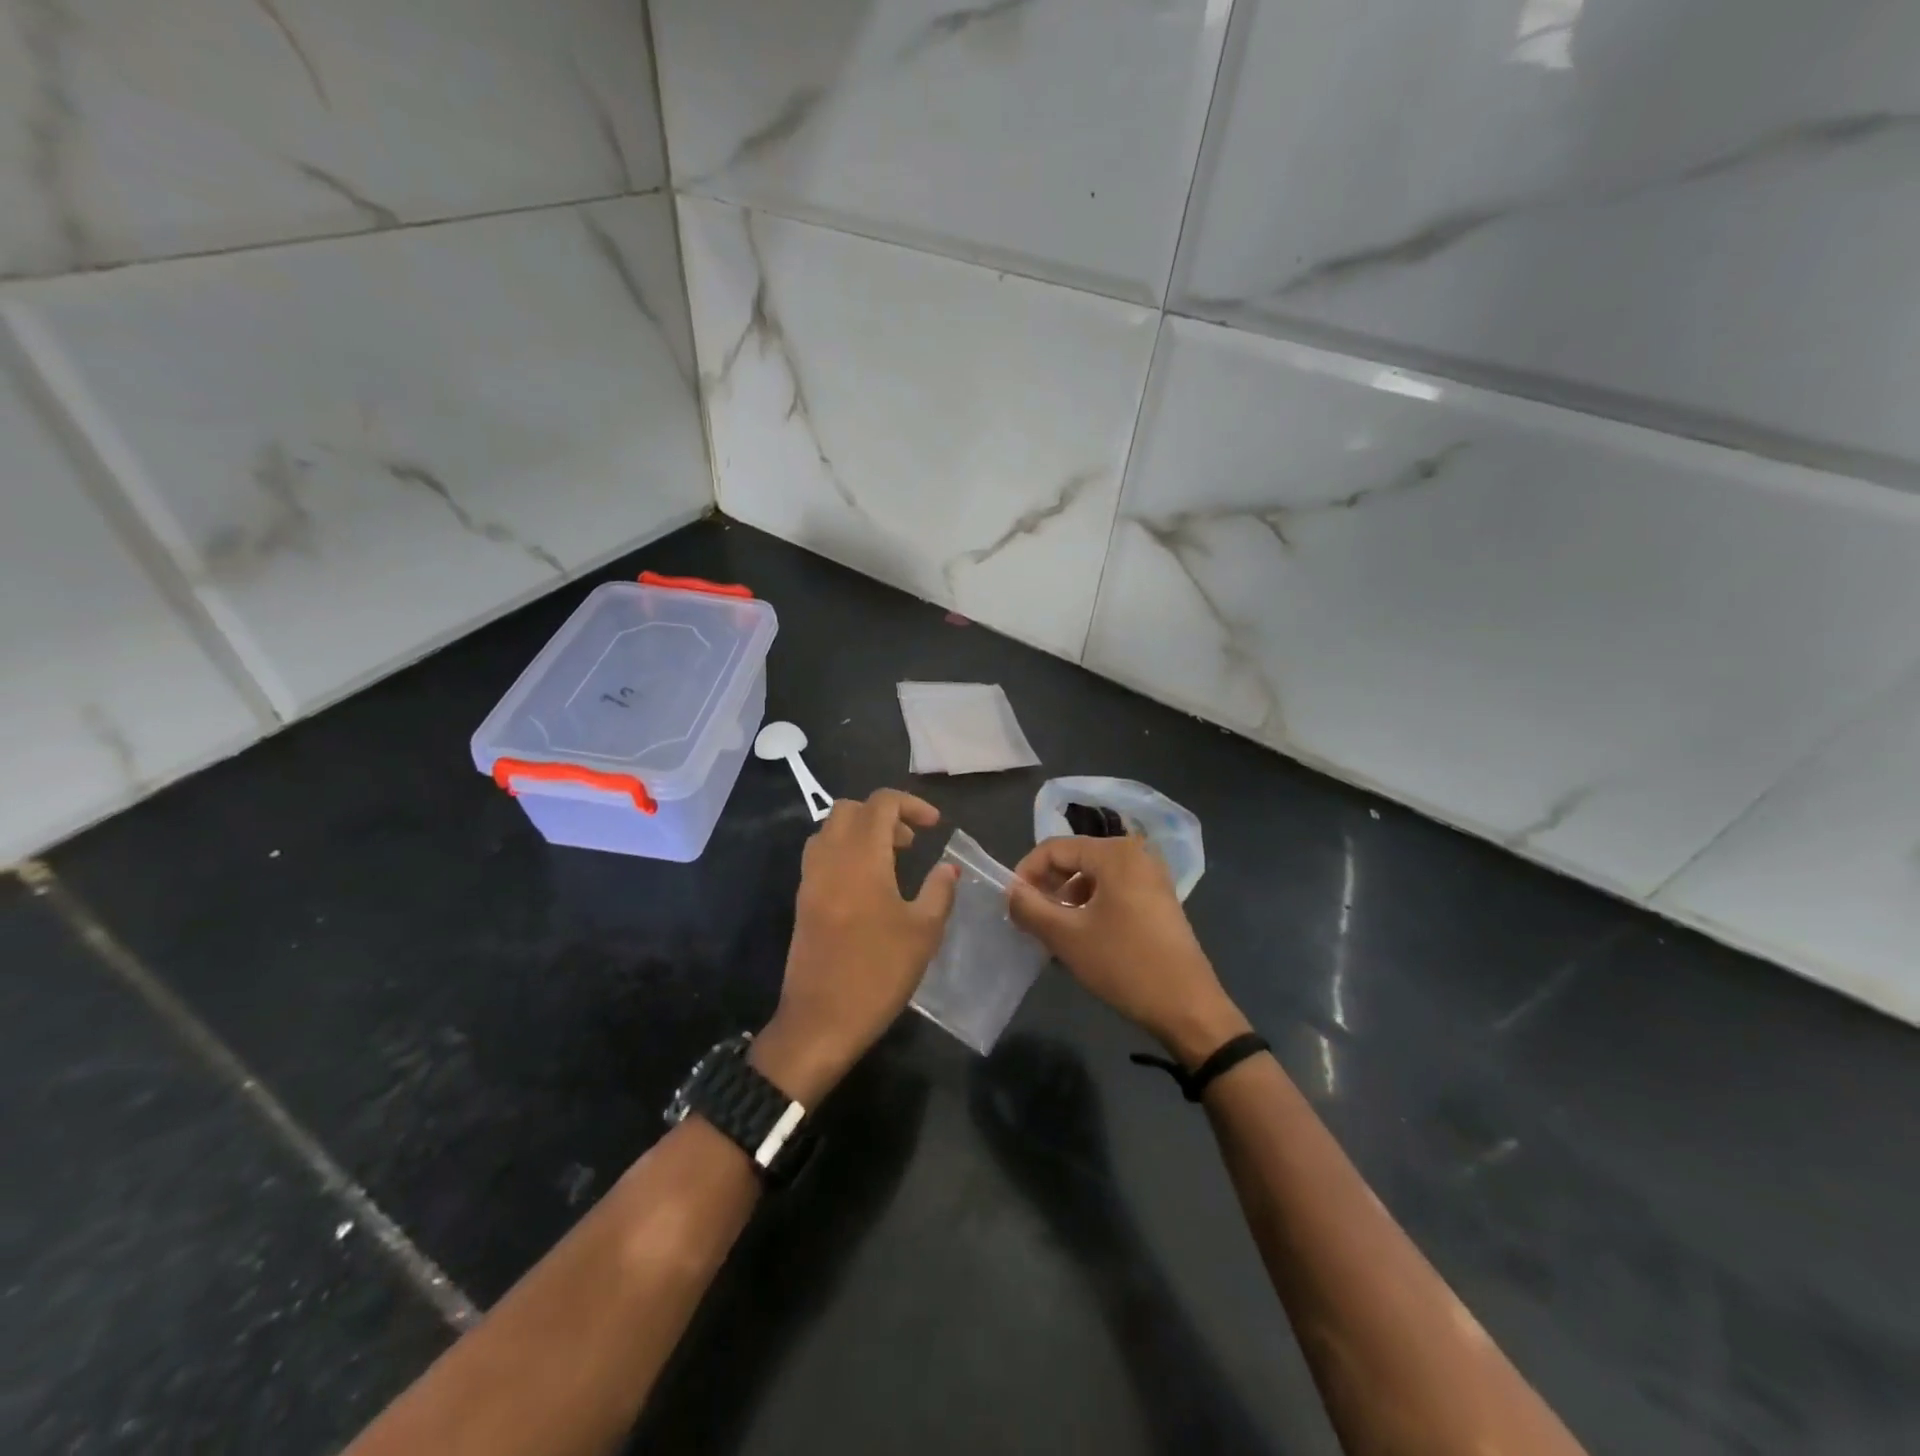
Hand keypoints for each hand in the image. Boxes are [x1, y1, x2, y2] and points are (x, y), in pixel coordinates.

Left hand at [752, 789, 958, 1104]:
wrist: (820, 1021)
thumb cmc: (878, 972)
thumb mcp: (924, 932)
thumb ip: (939, 891)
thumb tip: (948, 868)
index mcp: (861, 857)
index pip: (880, 803)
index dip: (911, 804)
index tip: (935, 825)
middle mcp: (830, 858)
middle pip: (850, 809)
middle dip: (883, 814)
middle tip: (910, 842)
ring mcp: (810, 878)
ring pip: (830, 830)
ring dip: (860, 831)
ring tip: (889, 860)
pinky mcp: (802, 900)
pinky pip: (820, 855)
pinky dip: (844, 852)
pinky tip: (867, 885)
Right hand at [1008, 835, 1248, 1067]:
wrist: (1188, 1007)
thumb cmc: (1124, 964)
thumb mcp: (1066, 936)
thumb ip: (1030, 907)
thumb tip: (1010, 891)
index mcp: (1114, 853)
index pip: (1054, 849)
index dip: (1026, 873)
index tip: (1011, 905)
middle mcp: (1135, 855)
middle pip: (1074, 860)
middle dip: (1047, 888)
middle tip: (1030, 921)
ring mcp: (1151, 877)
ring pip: (1092, 879)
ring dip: (1067, 902)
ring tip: (1053, 935)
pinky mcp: (1158, 901)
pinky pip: (1112, 893)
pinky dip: (1090, 909)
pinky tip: (1082, 940)